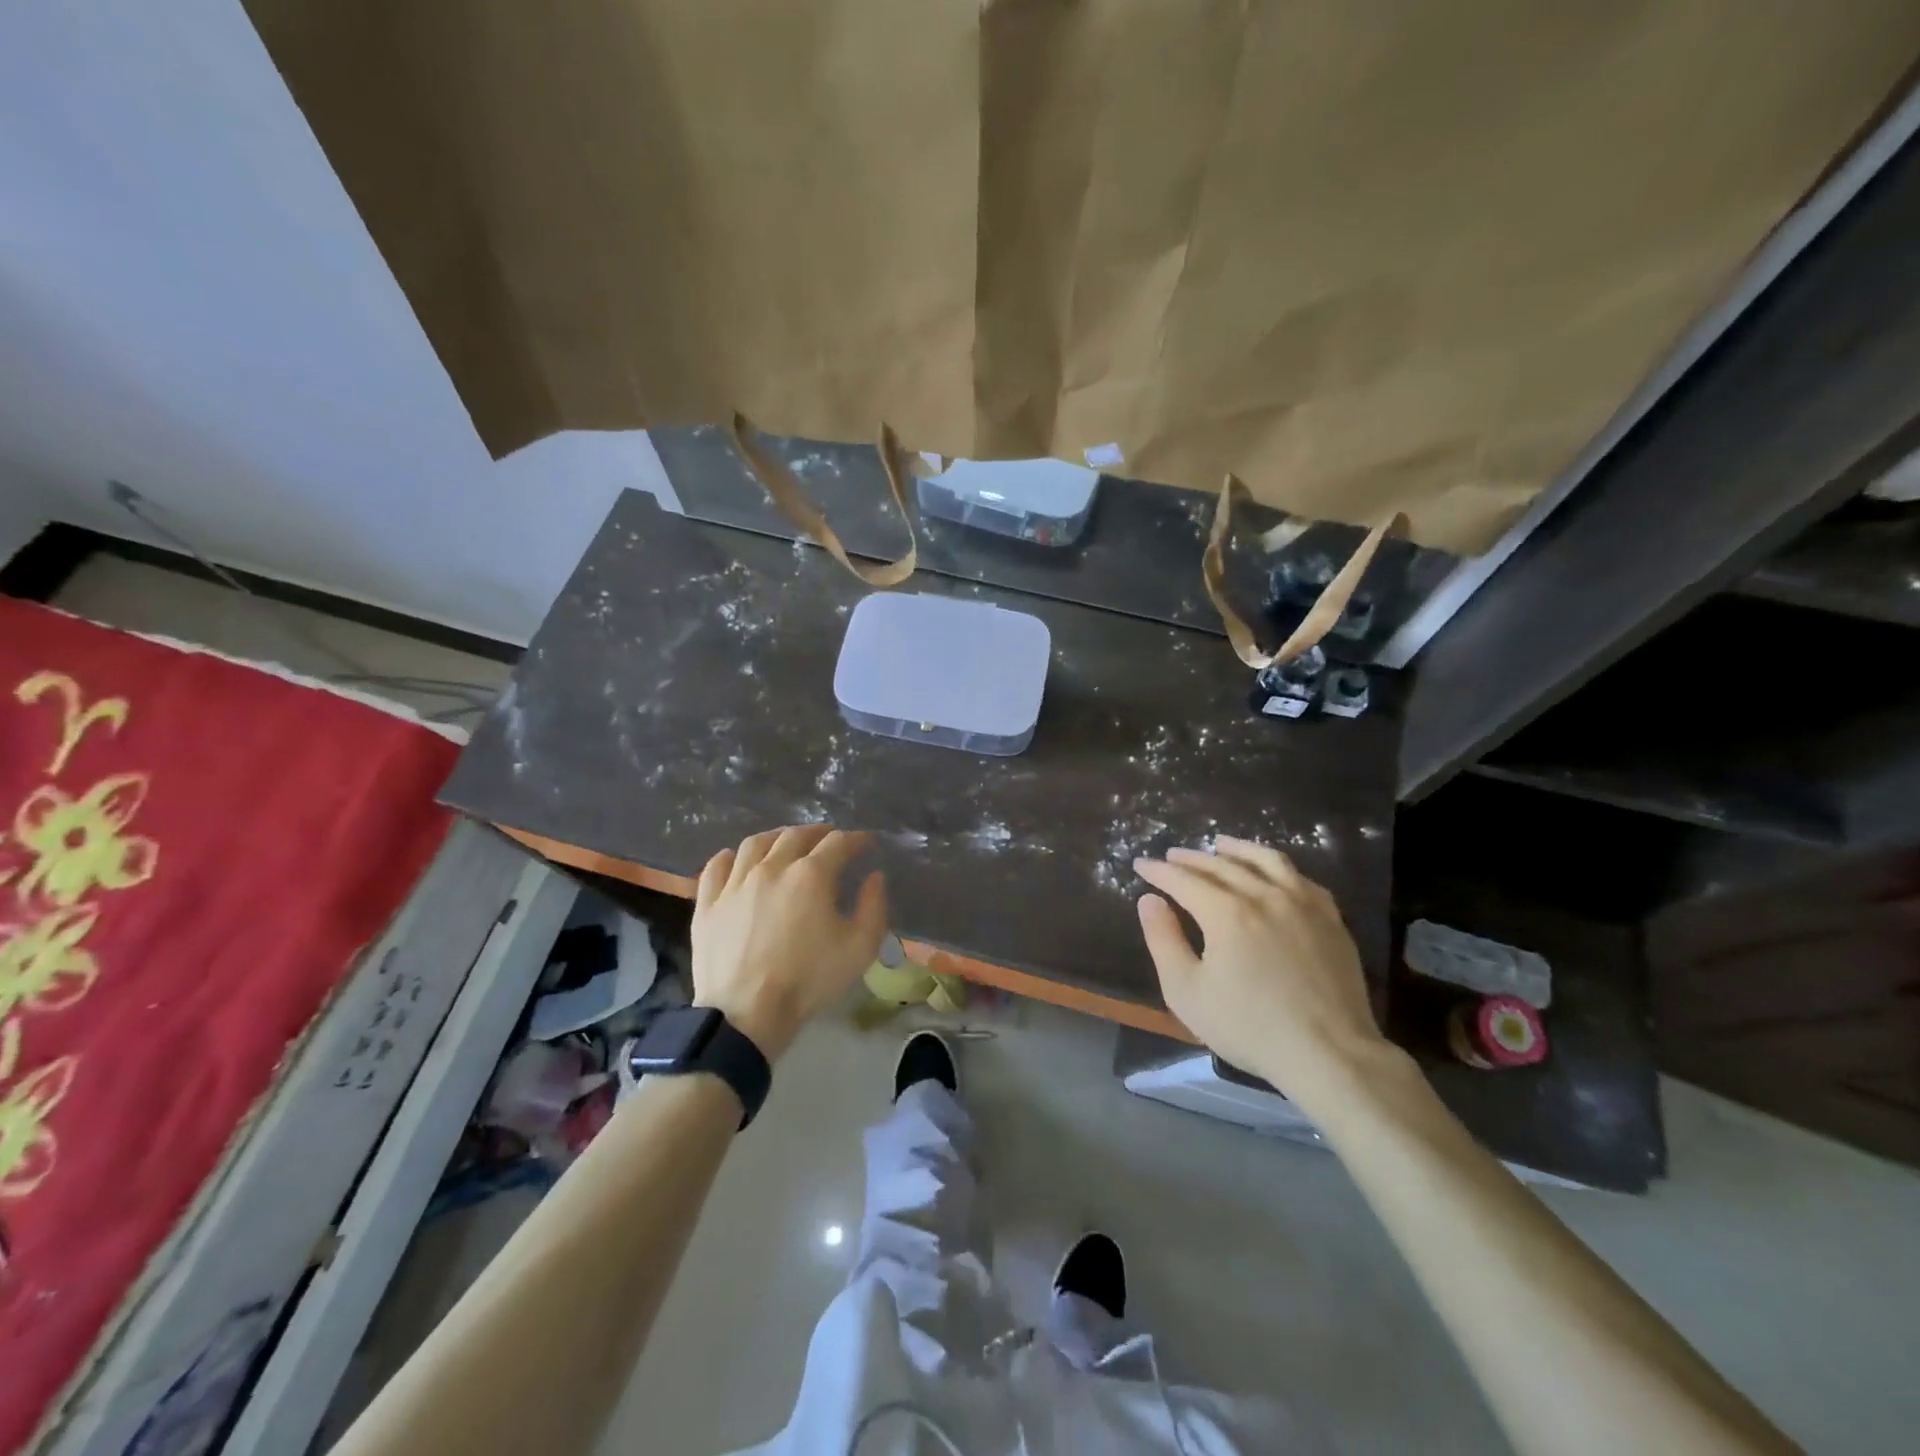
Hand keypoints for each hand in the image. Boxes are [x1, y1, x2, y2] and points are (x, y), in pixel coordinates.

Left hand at [691, 825, 887, 1060]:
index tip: (866, 843)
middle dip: (818, 832)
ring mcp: (735, 883)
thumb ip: (873, 907)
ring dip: (776, 837)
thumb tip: (874, 877)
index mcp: (811, 875)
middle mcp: (771, 867)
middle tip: (829, 839)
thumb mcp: (860, 948)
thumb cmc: (808, 980)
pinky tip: (737, 860)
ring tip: (785, 843)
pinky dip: (730, 857)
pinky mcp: (708, 903)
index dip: (856, 839)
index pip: (838, 843)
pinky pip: (716, 867)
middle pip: (795, 835)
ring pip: (754, 844)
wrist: (746, 1014)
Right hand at [1133, 837, 1391, 1107]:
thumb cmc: (1249, 1027)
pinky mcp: (1331, 919)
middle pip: (1221, 865)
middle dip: (1191, 859)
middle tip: (1172, 856)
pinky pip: (1300, 878)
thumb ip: (1163, 940)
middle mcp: (1264, 895)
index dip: (1159, 871)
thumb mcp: (1186, 991)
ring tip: (1221, 844)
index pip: (1184, 879)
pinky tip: (1272, 873)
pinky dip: (1277, 868)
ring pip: (1266, 861)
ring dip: (1238, 849)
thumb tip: (1149, 900)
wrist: (1329, 1053)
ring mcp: (1303, 904)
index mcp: (1226, 912)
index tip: (1141, 865)